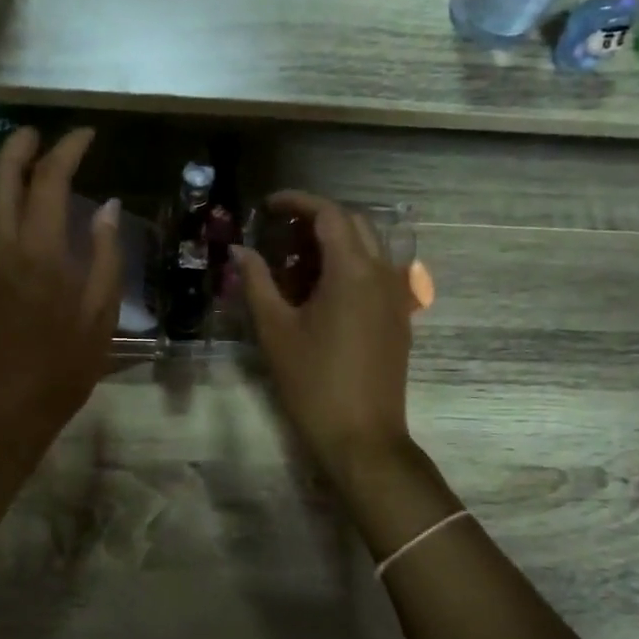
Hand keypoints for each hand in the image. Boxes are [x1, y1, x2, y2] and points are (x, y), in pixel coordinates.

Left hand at [0, 127, 120, 463]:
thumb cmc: (61, 369)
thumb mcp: (100, 316)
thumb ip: (106, 256)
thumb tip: (109, 207)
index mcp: (40, 251)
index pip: (49, 178)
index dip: (67, 149)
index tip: (86, 135)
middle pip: (2, 174)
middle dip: (22, 145)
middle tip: (44, 135)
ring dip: (1, 168)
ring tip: (27, 161)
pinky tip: (12, 205)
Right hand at [233, 191, 415, 488]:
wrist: (362, 437)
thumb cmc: (313, 383)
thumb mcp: (275, 330)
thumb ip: (256, 282)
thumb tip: (239, 250)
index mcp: (352, 271)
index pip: (329, 214)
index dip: (297, 202)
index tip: (268, 206)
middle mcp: (382, 273)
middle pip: (354, 223)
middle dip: (317, 220)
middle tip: (281, 235)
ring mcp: (396, 296)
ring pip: (369, 248)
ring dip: (335, 243)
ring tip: (297, 266)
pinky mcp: (399, 317)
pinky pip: (377, 273)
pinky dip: (350, 266)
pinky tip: (322, 294)